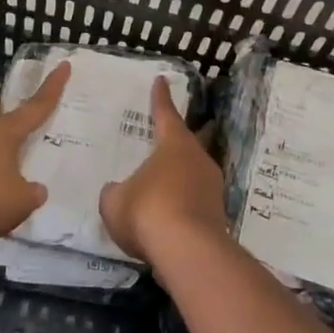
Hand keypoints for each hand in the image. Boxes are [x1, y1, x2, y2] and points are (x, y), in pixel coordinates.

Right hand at [100, 76, 229, 262]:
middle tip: (171, 133)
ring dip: (182, 175)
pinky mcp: (218, 216)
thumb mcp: (115, 201)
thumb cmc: (148, 211)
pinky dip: (184, 203)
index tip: (161, 80)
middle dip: (180, 137)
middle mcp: (198, 160)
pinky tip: (171, 216)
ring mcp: (212, 188)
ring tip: (164, 182)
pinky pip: (197, 201)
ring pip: (195, 173)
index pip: (166, 114)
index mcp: (174, 145)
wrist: (189, 252)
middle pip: (189, 142)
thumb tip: (117, 191)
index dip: (160, 98)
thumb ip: (114, 192)